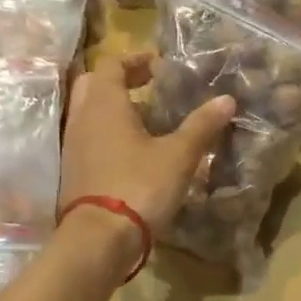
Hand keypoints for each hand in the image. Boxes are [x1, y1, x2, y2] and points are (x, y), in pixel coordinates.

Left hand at [61, 53, 234, 233]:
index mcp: (104, 103)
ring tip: (149, 120)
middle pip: (95, 85)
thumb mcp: (178, 156)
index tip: (159, 66)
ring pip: (90, 113)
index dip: (135, 60)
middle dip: (121, 81)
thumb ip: (201, 126)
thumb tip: (227, 100)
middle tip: (150, 87)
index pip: (112, 64)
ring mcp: (73, 145)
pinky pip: (90, 138)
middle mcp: (82, 117)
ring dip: (115, 109)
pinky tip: (135, 151)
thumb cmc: (138, 187)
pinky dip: (109, 134)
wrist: (99, 240)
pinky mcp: (74, 170)